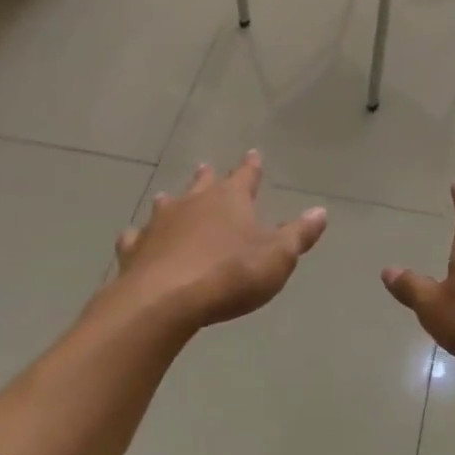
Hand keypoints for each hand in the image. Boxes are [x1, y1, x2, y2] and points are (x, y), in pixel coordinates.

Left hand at [113, 152, 328, 329]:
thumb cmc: (230, 274)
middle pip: (202, 184)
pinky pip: (136, 237)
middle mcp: (193, 203)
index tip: (253, 154)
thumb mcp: (278, 257)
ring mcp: (159, 224)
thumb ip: (299, 234)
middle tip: (206, 168)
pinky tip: (136, 240)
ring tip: (168, 198)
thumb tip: (320, 212)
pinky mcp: (135, 249)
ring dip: (171, 202)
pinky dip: (140, 237)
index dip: (251, 166)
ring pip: (165, 205)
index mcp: (230, 200)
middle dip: (208, 177)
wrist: (165, 300)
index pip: (245, 176)